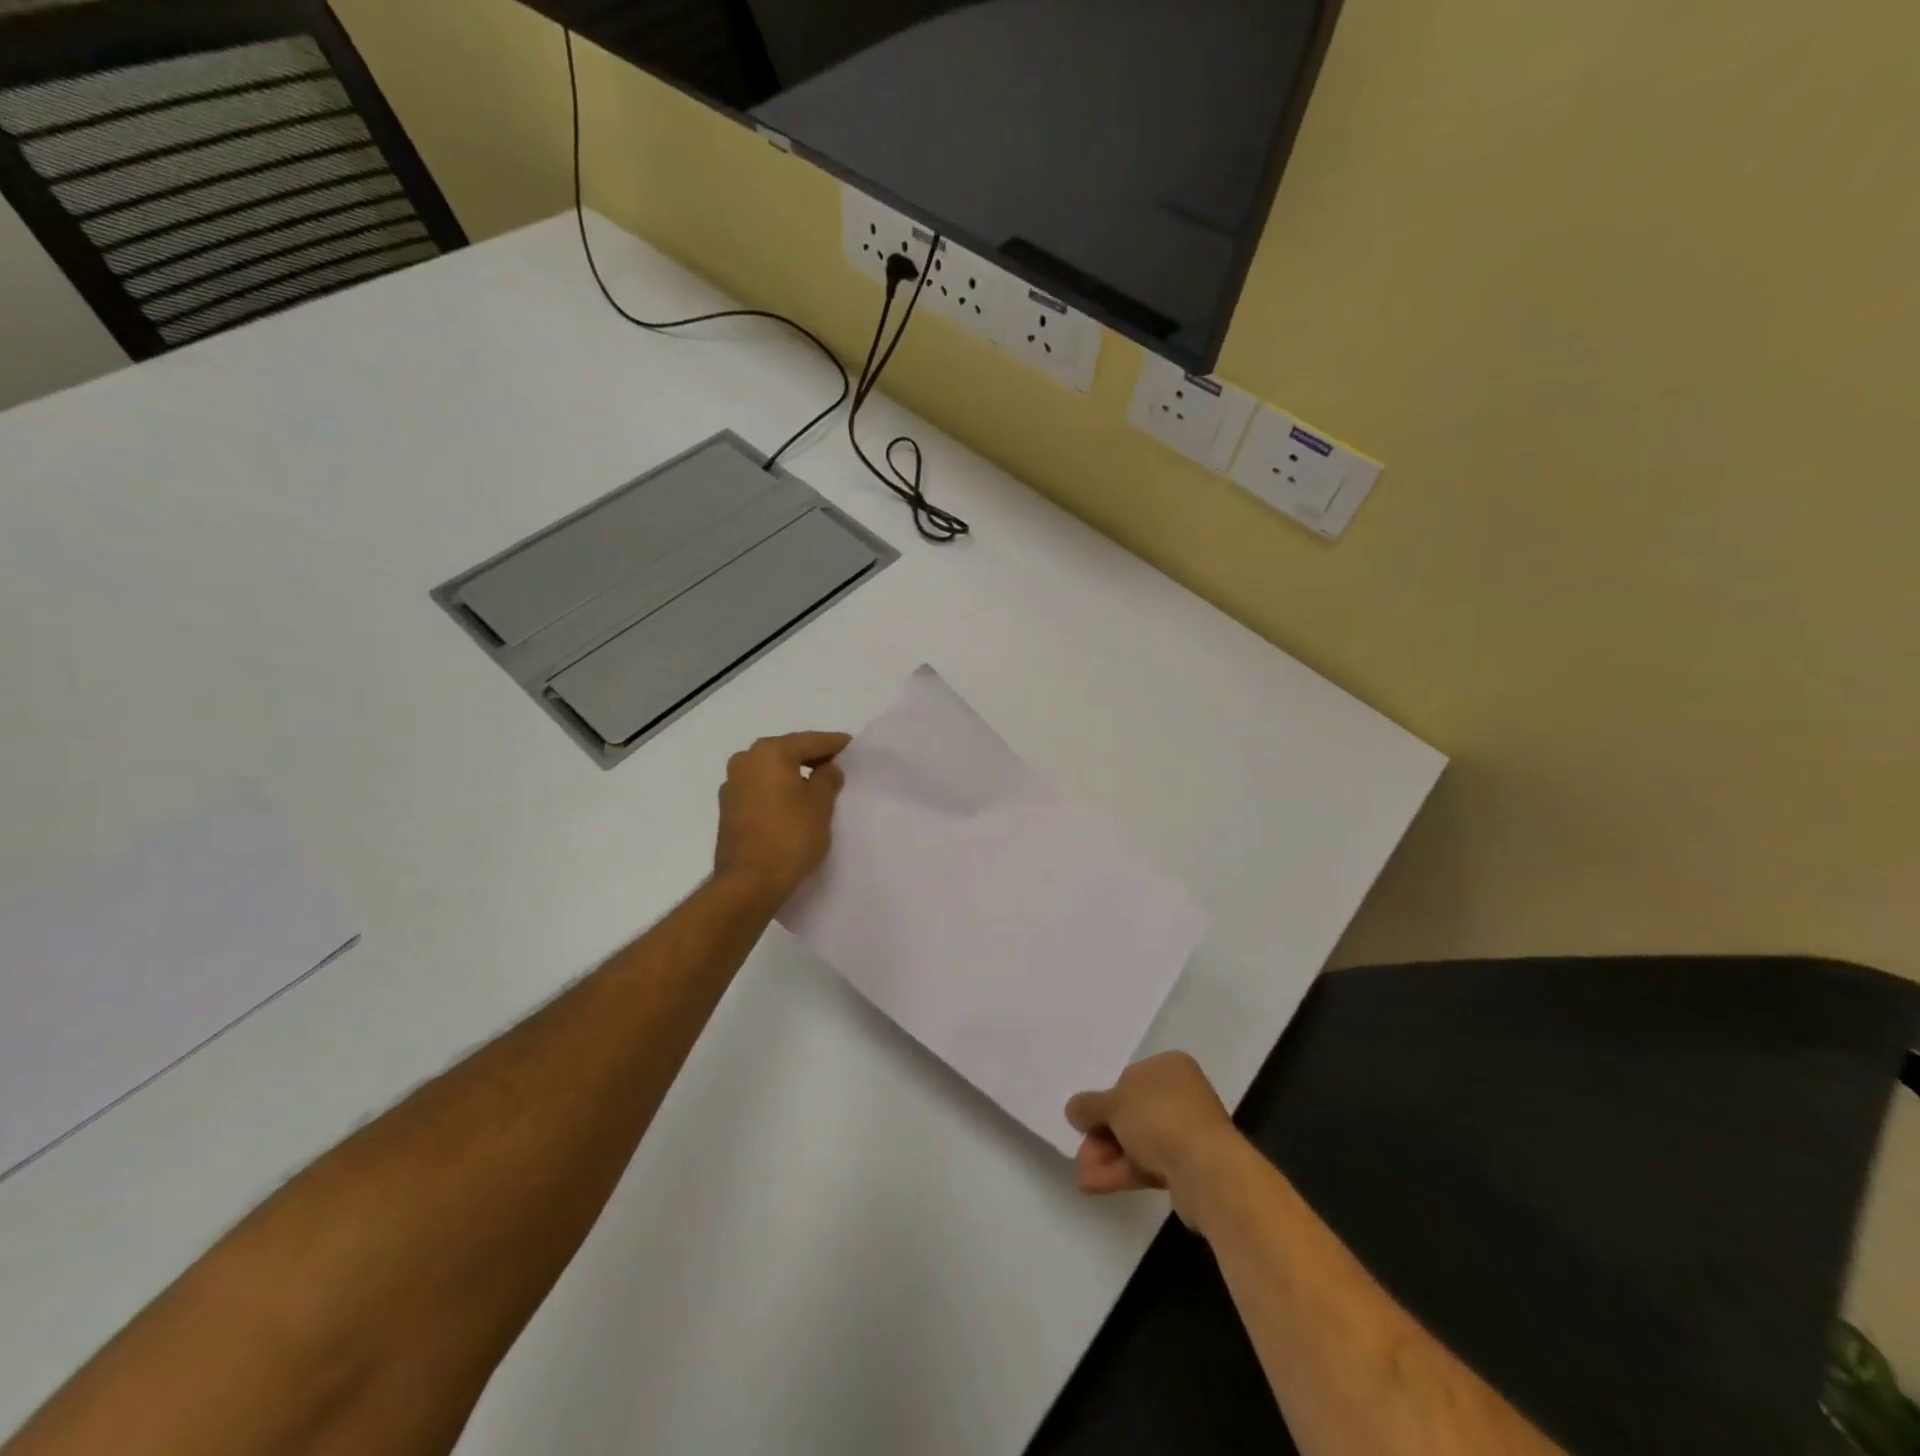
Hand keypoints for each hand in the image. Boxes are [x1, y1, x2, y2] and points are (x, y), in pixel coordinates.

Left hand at [713, 731, 850, 905]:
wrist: (748, 883)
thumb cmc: (790, 837)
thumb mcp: (821, 805)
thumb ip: (827, 779)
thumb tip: (827, 769)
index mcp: (769, 752)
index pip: (809, 741)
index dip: (833, 744)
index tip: (852, 746)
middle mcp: (745, 761)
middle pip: (787, 752)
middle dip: (811, 757)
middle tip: (837, 765)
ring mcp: (732, 785)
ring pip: (771, 771)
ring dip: (792, 774)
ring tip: (817, 786)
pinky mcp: (728, 809)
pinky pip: (760, 789)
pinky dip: (777, 791)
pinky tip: (793, 803)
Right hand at [1065, 1052, 1244, 1227]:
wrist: (1207, 1171)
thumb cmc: (1160, 1119)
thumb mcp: (1114, 1104)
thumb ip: (1089, 1106)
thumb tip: (1073, 1109)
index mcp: (1169, 1067)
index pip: (1128, 1080)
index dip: (1104, 1102)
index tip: (1086, 1121)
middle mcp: (1181, 1094)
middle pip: (1131, 1114)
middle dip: (1102, 1136)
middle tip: (1081, 1154)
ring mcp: (1186, 1131)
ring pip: (1137, 1141)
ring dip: (1107, 1157)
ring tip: (1083, 1177)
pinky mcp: (1187, 1165)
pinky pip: (1147, 1164)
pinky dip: (1121, 1172)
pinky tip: (1093, 1185)